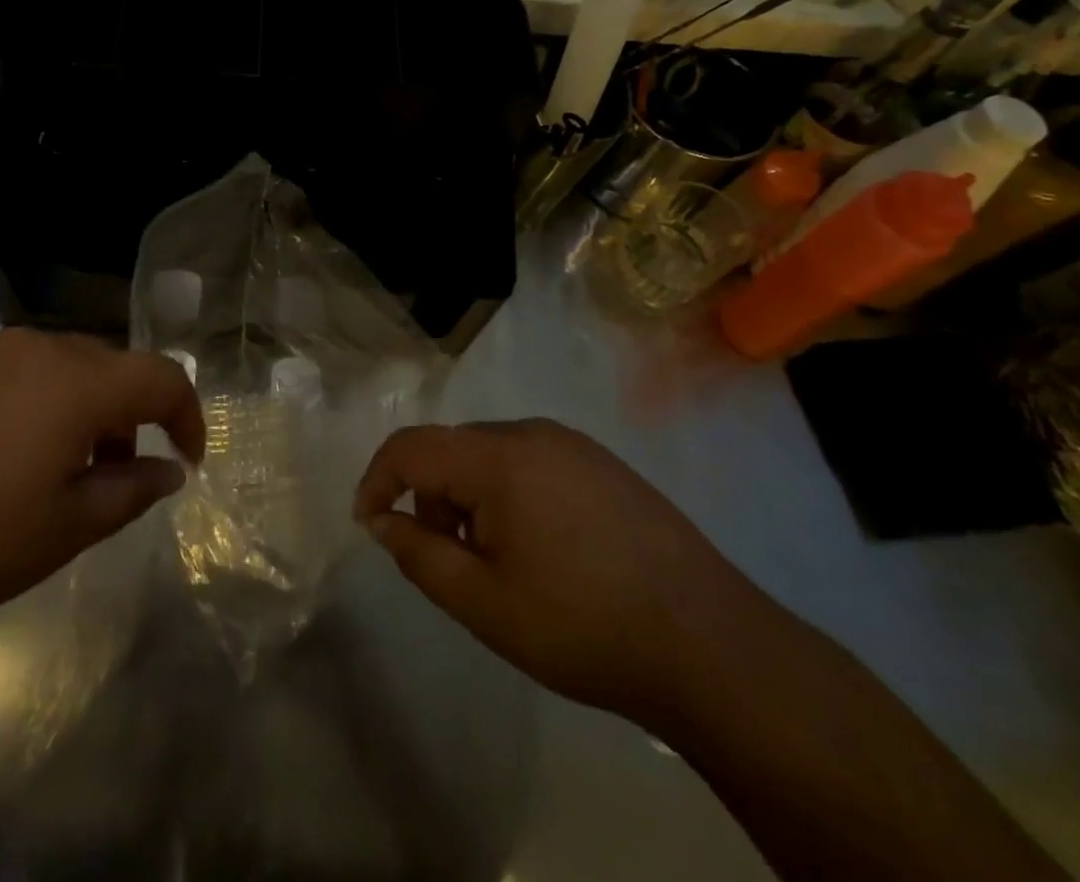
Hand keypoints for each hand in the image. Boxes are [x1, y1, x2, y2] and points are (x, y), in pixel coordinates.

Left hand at [0, 330, 203, 642]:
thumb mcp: (61, 531)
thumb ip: (129, 492)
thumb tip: (170, 470)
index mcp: (75, 381)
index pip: (159, 377)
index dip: (186, 415)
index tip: (188, 458)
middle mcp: (34, 347)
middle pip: (107, 366)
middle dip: (127, 415)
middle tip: (117, 471)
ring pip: (55, 366)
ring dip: (76, 408)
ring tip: (52, 467)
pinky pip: (5, 371)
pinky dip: (26, 402)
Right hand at [354, 418, 766, 722]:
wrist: (711, 646)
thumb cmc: (583, 626)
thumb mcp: (483, 603)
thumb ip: (419, 555)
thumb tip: (382, 521)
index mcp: (498, 458)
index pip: (412, 446)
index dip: (378, 478)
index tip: (368, 522)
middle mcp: (532, 433)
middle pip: (452, 448)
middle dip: (431, 497)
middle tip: (447, 559)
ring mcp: (573, 444)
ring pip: (491, 455)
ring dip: (471, 497)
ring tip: (498, 562)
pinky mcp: (603, 463)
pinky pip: (530, 462)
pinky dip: (509, 493)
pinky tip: (542, 549)